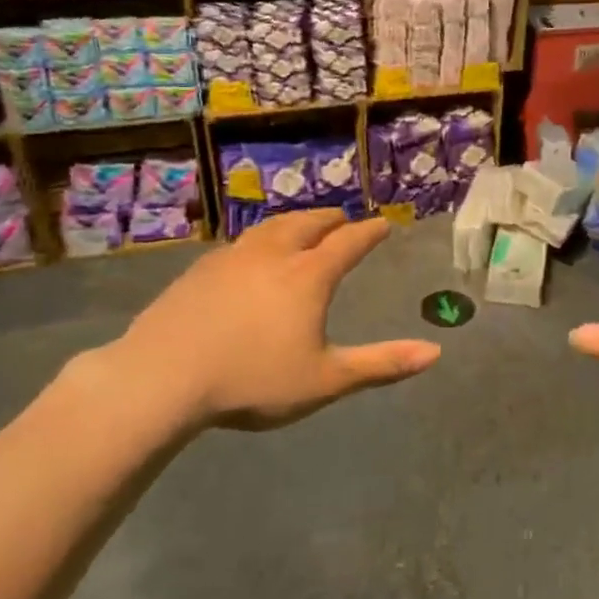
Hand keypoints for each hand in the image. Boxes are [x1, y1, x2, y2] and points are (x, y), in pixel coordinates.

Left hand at [90, 209, 440, 440]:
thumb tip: (435, 353)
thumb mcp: (325, 380)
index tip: (383, 223)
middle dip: (331, 220)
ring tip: (302, 225)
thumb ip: (381, 365)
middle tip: (343, 219)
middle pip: (308, 224)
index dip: (369, 232)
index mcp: (308, 276)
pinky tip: (251, 254)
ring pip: (271, 227)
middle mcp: (273, 255)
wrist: (162, 377)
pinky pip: (241, 243)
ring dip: (295, 222)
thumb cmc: (253, 380)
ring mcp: (232, 258)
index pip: (348, 243)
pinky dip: (260, 239)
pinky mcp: (200, 270)